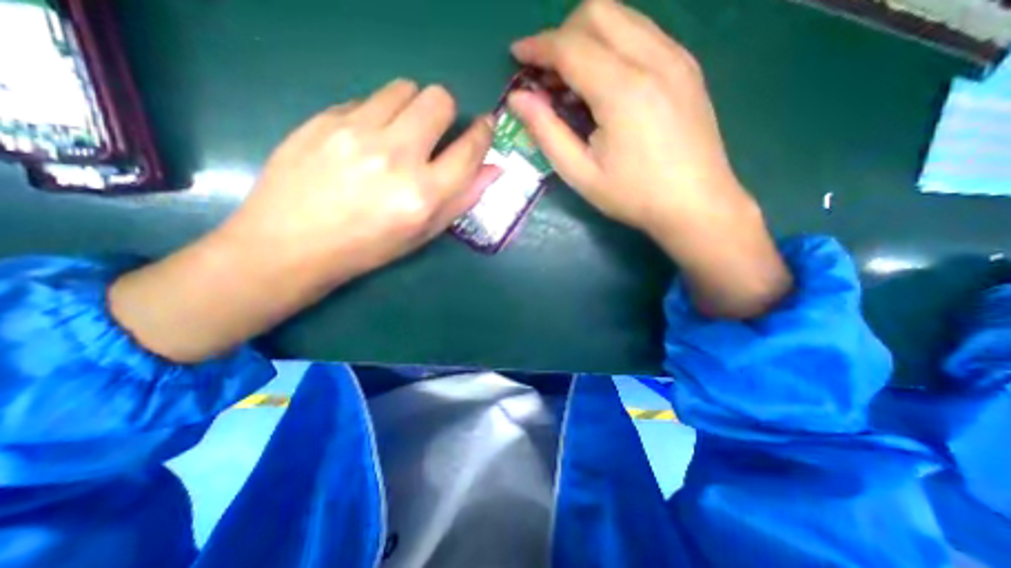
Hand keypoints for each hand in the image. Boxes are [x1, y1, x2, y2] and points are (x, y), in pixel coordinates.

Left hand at [225, 77, 499, 282]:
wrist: (292, 243)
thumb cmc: (369, 247)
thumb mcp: (423, 233)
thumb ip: (462, 199)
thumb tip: (494, 168)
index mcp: (423, 195)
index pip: (468, 150)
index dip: (483, 132)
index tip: (485, 124)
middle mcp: (396, 158)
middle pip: (438, 100)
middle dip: (446, 112)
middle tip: (434, 132)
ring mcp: (357, 132)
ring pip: (404, 88)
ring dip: (412, 107)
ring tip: (399, 132)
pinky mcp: (325, 118)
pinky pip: (367, 99)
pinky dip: (378, 114)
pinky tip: (365, 140)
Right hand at [510, 1, 793, 319]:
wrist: (696, 204)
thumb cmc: (633, 196)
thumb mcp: (580, 174)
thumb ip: (547, 132)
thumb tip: (518, 98)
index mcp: (622, 90)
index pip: (570, 46)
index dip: (537, 46)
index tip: (517, 55)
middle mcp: (653, 58)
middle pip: (597, 12)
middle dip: (562, 34)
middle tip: (547, 74)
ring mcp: (676, 57)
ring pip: (622, 16)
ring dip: (587, 37)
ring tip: (573, 79)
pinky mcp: (687, 66)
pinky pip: (642, 33)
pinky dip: (612, 45)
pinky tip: (604, 82)